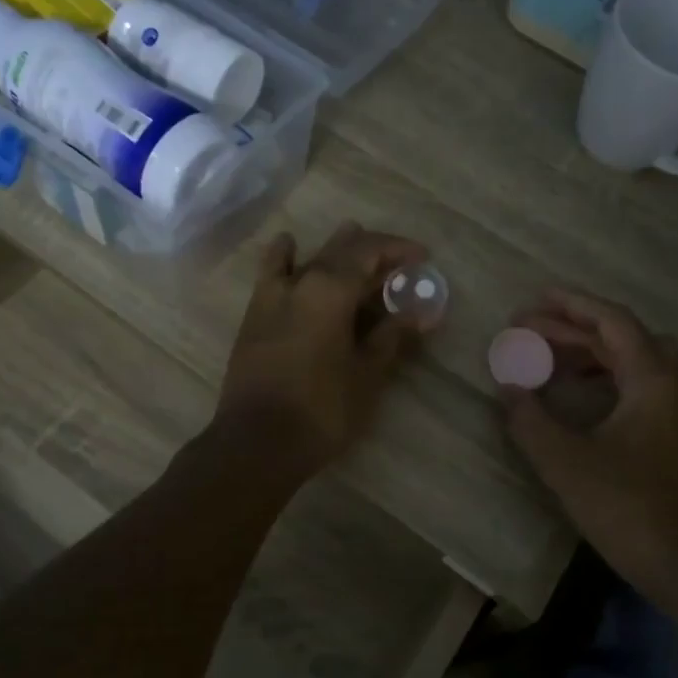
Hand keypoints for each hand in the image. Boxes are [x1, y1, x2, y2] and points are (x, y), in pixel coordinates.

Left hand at [215, 222, 426, 479]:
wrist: (257, 442)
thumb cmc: (322, 409)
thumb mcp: (366, 374)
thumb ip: (391, 337)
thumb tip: (418, 313)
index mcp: (330, 290)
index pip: (369, 252)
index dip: (398, 249)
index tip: (422, 256)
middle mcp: (300, 282)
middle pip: (340, 251)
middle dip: (371, 250)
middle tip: (397, 260)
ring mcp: (272, 297)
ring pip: (307, 258)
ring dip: (333, 248)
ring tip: (352, 235)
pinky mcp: (254, 316)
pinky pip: (271, 273)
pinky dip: (283, 256)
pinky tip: (287, 244)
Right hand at [501, 289, 677, 593]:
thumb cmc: (626, 506)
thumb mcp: (564, 461)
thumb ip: (530, 418)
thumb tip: (508, 388)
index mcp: (653, 380)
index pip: (613, 321)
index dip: (572, 304)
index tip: (535, 298)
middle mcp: (674, 385)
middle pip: (623, 337)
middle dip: (575, 328)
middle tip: (530, 329)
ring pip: (634, 362)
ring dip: (591, 352)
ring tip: (548, 356)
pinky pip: (640, 386)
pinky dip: (607, 377)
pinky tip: (578, 394)